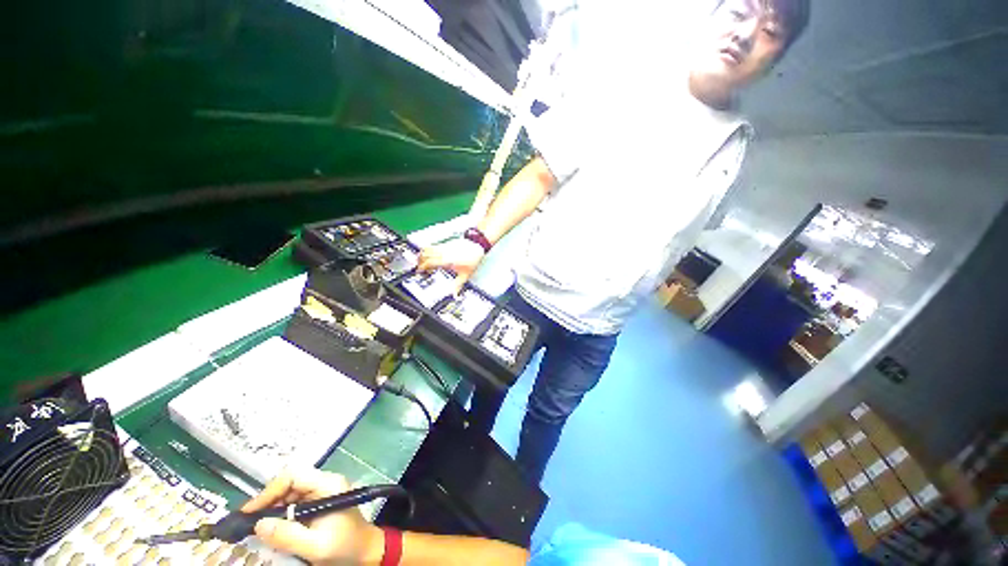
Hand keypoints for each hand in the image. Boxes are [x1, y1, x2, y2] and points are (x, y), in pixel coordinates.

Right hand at [242, 469, 383, 564]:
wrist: (365, 553)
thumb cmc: (345, 547)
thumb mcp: (316, 546)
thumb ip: (288, 535)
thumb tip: (258, 524)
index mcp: (329, 485)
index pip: (294, 476)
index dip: (269, 491)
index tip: (249, 512)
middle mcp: (325, 483)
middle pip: (290, 483)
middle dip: (268, 501)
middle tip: (248, 522)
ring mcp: (322, 493)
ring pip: (290, 493)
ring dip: (272, 508)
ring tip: (255, 527)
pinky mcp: (318, 503)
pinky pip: (294, 503)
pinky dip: (280, 514)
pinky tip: (271, 528)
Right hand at [417, 238, 486, 293]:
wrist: (477, 245)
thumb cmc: (473, 258)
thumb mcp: (465, 275)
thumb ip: (458, 285)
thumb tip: (455, 295)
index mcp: (446, 261)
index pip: (429, 262)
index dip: (422, 267)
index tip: (419, 271)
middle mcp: (443, 253)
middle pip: (425, 254)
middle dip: (419, 261)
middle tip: (418, 267)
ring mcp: (444, 247)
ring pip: (427, 248)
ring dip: (422, 254)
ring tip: (421, 260)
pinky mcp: (445, 244)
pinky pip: (433, 246)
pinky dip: (428, 250)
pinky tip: (429, 255)